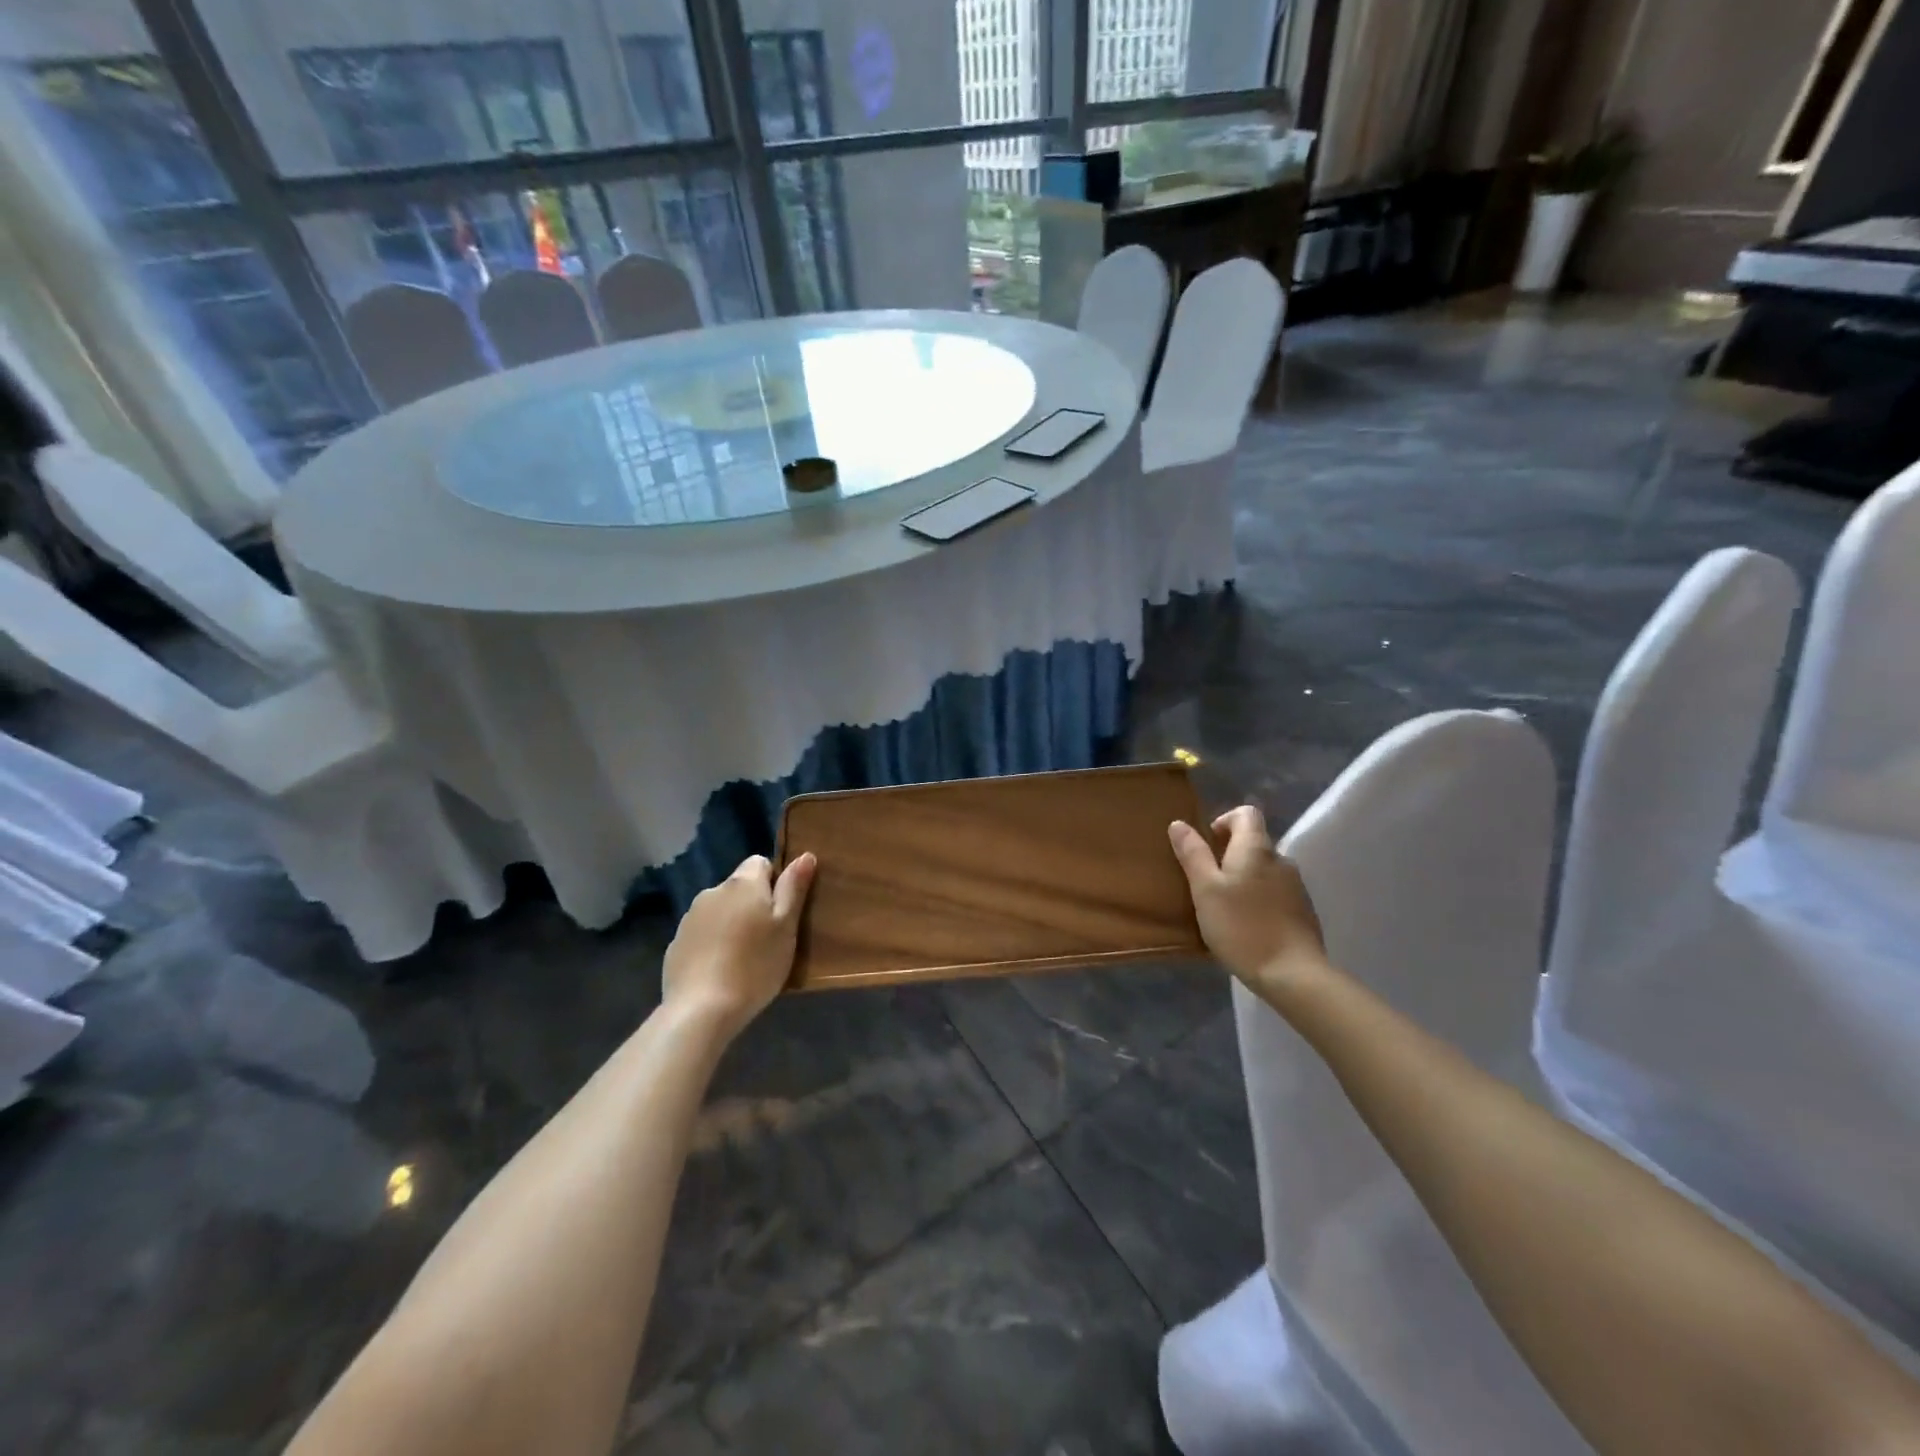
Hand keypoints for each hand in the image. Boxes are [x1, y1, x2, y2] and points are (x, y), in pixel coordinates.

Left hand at [662, 853, 816, 1039]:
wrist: (701, 1010)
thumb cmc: (755, 965)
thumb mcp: (786, 927)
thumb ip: (794, 888)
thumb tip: (805, 855)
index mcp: (743, 883)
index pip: (760, 862)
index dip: (774, 882)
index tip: (782, 911)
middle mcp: (713, 891)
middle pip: (739, 887)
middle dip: (752, 904)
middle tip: (768, 938)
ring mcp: (690, 918)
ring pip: (719, 910)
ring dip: (732, 923)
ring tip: (743, 958)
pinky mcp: (676, 944)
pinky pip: (702, 934)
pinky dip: (713, 944)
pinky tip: (720, 971)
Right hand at [1170, 805, 1328, 995]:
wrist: (1293, 974)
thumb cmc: (1241, 927)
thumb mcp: (1205, 890)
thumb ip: (1193, 854)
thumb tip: (1179, 824)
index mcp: (1256, 849)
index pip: (1245, 814)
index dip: (1223, 821)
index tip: (1206, 846)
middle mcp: (1281, 860)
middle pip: (1254, 843)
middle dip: (1229, 855)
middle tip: (1207, 883)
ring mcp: (1296, 887)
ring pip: (1264, 870)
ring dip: (1244, 880)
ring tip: (1224, 908)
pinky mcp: (1303, 912)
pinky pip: (1275, 893)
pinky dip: (1259, 900)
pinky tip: (1246, 927)